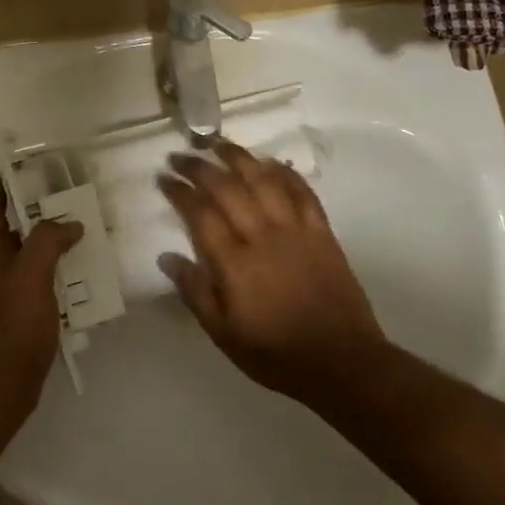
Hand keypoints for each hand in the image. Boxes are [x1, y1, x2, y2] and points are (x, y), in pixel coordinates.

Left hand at [0, 181, 82, 391]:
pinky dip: (63, 278)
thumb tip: (69, 224)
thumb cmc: (15, 322)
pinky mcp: (26, 318)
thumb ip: (48, 242)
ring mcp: (11, 296)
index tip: (18, 172)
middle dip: (39, 217)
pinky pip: (46, 287)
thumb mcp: (31, 273)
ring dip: (55, 247)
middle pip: (17, 234)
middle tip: (70, 203)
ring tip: (86, 237)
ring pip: (34, 261)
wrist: (6, 380)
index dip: (0, 191)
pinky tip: (86, 281)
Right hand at [158, 140, 386, 399]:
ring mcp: (296, 230)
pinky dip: (285, 173)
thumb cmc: (275, 353)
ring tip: (218, 143)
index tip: (163, 177)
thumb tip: (167, 256)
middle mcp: (262, 236)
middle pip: (227, 188)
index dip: (179, 191)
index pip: (200, 214)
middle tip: (181, 155)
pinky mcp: (322, 232)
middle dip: (200, 167)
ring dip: (239, 157)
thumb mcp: (223, 333)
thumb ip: (195, 291)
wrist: (341, 362)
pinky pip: (302, 192)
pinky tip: (271, 162)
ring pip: (264, 180)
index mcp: (234, 263)